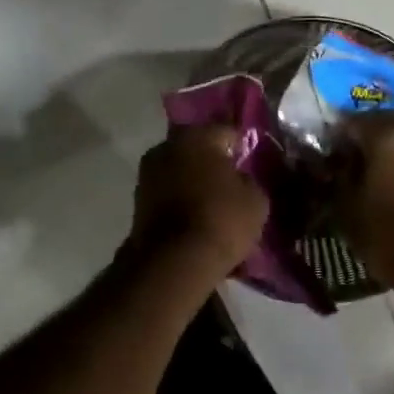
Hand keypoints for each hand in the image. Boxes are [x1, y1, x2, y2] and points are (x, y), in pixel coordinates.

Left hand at [129, 126, 268, 277]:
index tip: (249, 163)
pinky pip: (167, 190)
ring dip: (192, 179)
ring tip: (211, 201)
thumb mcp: (256, 200)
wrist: (174, 261)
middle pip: (197, 147)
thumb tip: (238, 178)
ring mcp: (148, 172)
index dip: (241, 147)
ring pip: (179, 168)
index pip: (227, 132)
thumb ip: (248, 179)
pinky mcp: (137, 199)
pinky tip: (194, 214)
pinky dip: (179, 197)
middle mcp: (167, 145)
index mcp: (197, 135)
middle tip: (230, 181)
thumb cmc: (221, 220)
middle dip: (212, 160)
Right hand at [331, 111, 393, 287]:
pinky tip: (389, 177)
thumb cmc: (389, 235)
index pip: (349, 120)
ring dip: (383, 144)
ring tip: (367, 171)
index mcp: (388, 133)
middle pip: (378, 120)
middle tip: (344, 161)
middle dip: (360, 136)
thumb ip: (336, 172)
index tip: (322, 157)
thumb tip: (334, 158)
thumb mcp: (346, 205)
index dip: (332, 138)